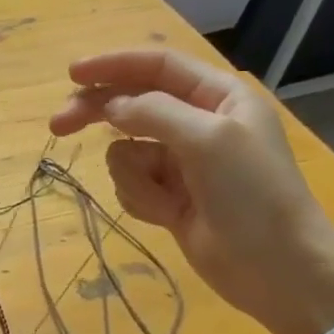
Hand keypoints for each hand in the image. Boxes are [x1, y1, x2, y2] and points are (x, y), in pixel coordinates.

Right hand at [48, 48, 333, 333]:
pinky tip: (167, 215)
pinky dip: (141, 198)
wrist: (275, 267)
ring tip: (164, 198)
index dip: (113, 65)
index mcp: (218, 97)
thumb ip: (152, 113)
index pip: (156, 67)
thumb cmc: (251, 194)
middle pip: (131, 105)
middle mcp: (198, 122)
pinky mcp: (169, 196)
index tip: (72, 74)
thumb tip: (108, 106)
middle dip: (97, 115)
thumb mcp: (207, 139)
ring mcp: (182, 162)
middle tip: (58, 126)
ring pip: (126, 151)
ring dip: (134, 175)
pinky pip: (132, 183)